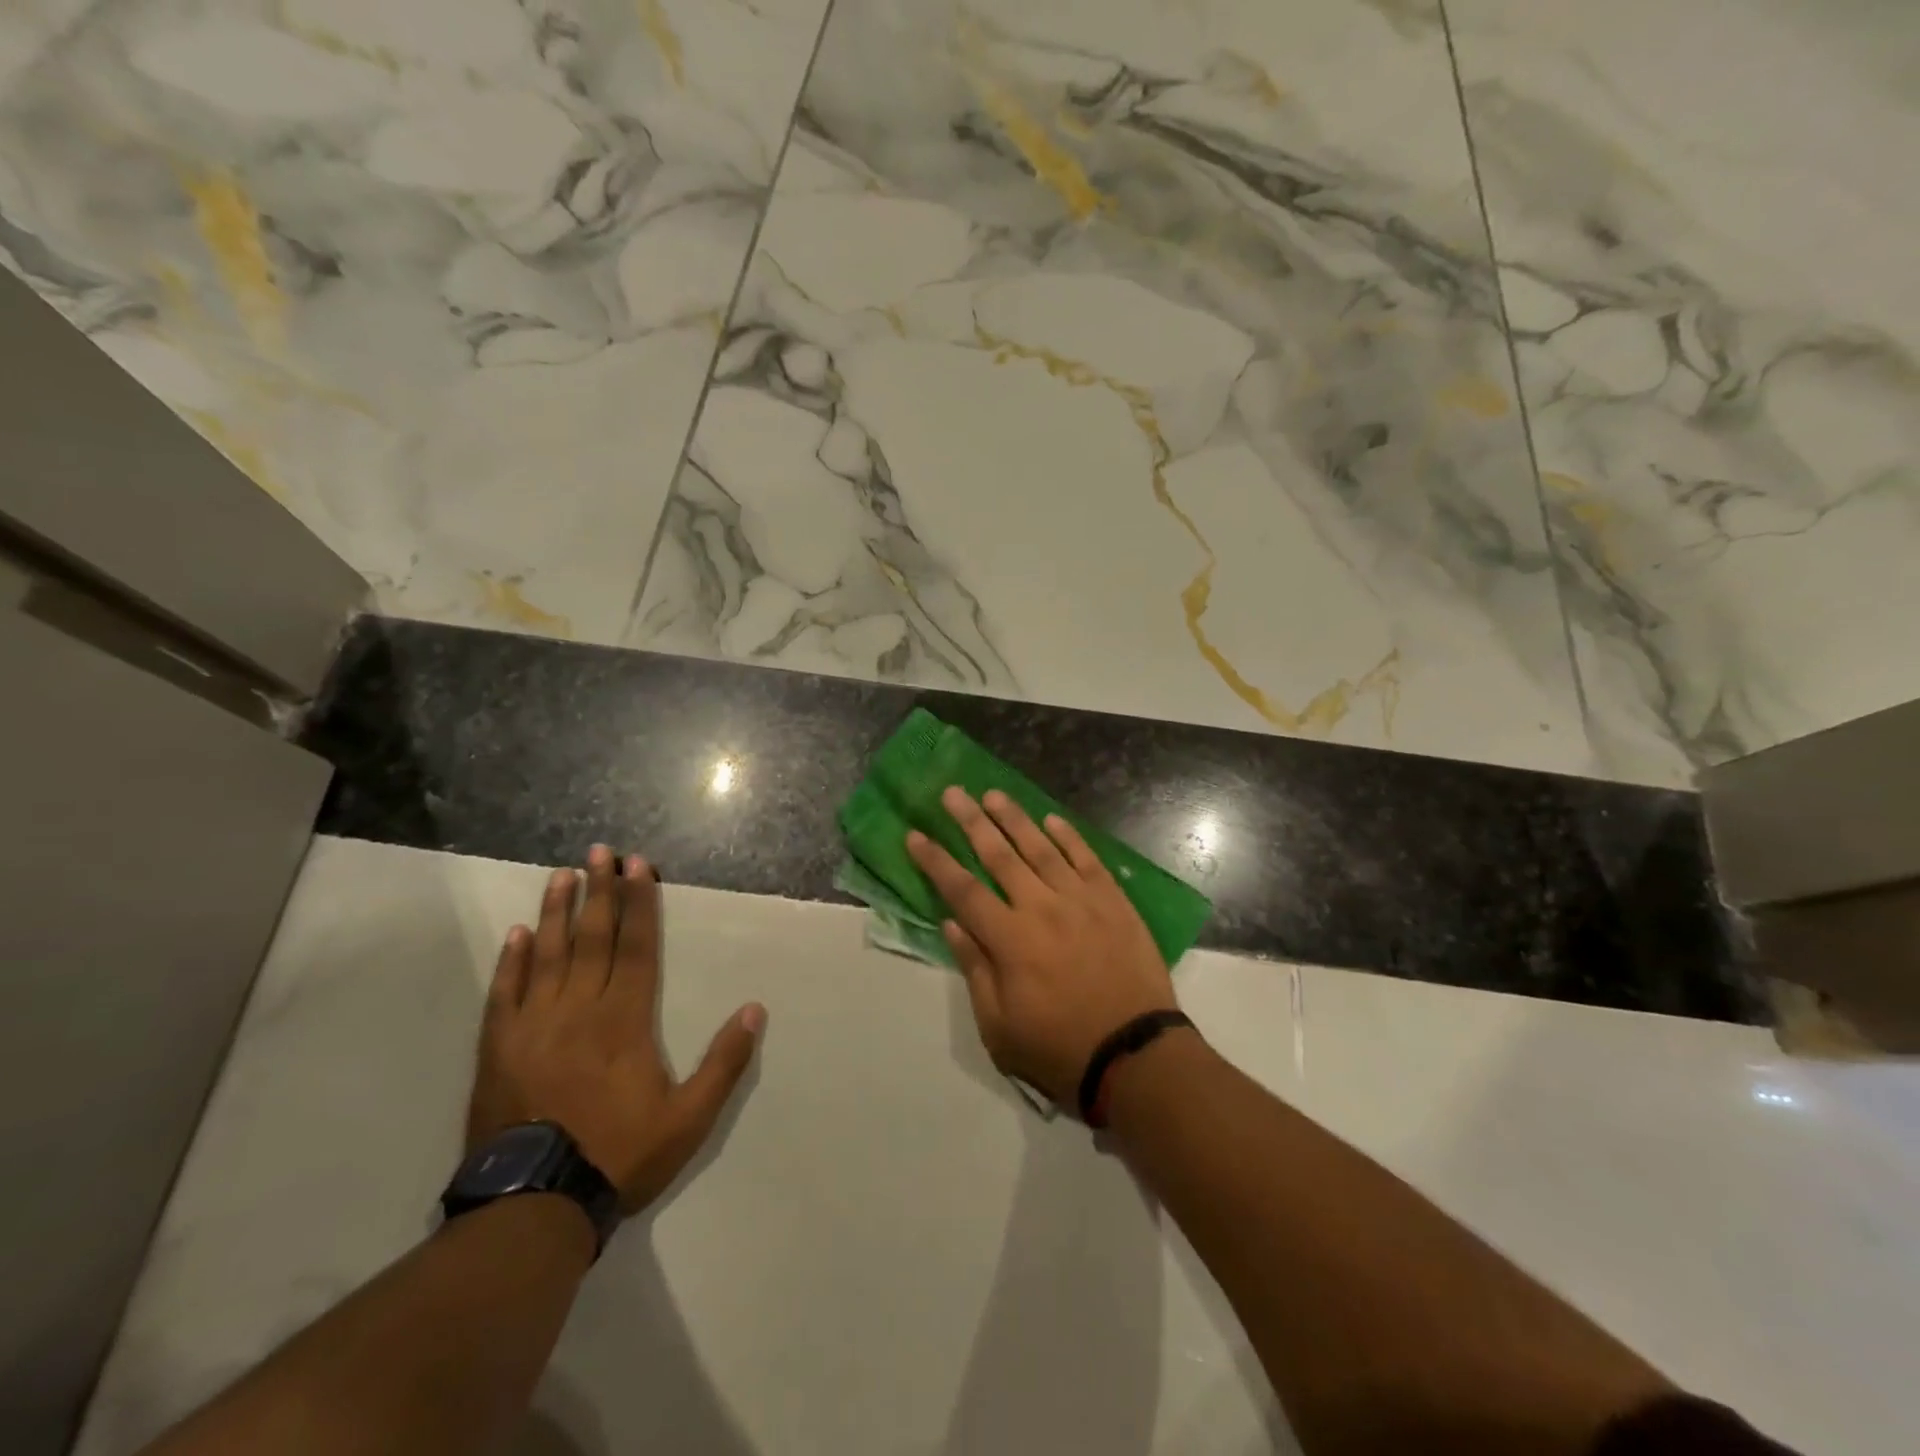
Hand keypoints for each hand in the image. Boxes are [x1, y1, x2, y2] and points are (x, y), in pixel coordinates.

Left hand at [467, 847, 765, 1215]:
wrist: (533, 1207)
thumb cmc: (619, 1155)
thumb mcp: (689, 1119)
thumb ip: (725, 1062)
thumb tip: (755, 1009)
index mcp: (626, 1019)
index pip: (637, 947)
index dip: (640, 904)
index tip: (638, 866)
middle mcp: (580, 1009)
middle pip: (593, 938)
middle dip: (600, 891)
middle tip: (600, 852)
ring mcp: (534, 1026)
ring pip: (548, 955)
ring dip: (557, 912)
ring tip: (563, 875)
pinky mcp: (499, 1048)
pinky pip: (505, 993)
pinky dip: (512, 961)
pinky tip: (518, 934)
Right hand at [907, 788, 1177, 1109]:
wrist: (1135, 1055)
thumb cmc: (1059, 1049)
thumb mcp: (999, 1027)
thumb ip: (975, 969)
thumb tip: (951, 924)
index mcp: (1009, 940)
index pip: (962, 890)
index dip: (936, 861)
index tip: (915, 834)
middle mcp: (1041, 907)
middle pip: (999, 856)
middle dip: (971, 822)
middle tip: (952, 793)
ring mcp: (1081, 900)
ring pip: (1041, 848)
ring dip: (1015, 819)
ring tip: (993, 794)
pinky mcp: (1113, 901)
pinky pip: (1087, 859)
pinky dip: (1069, 837)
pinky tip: (1052, 820)